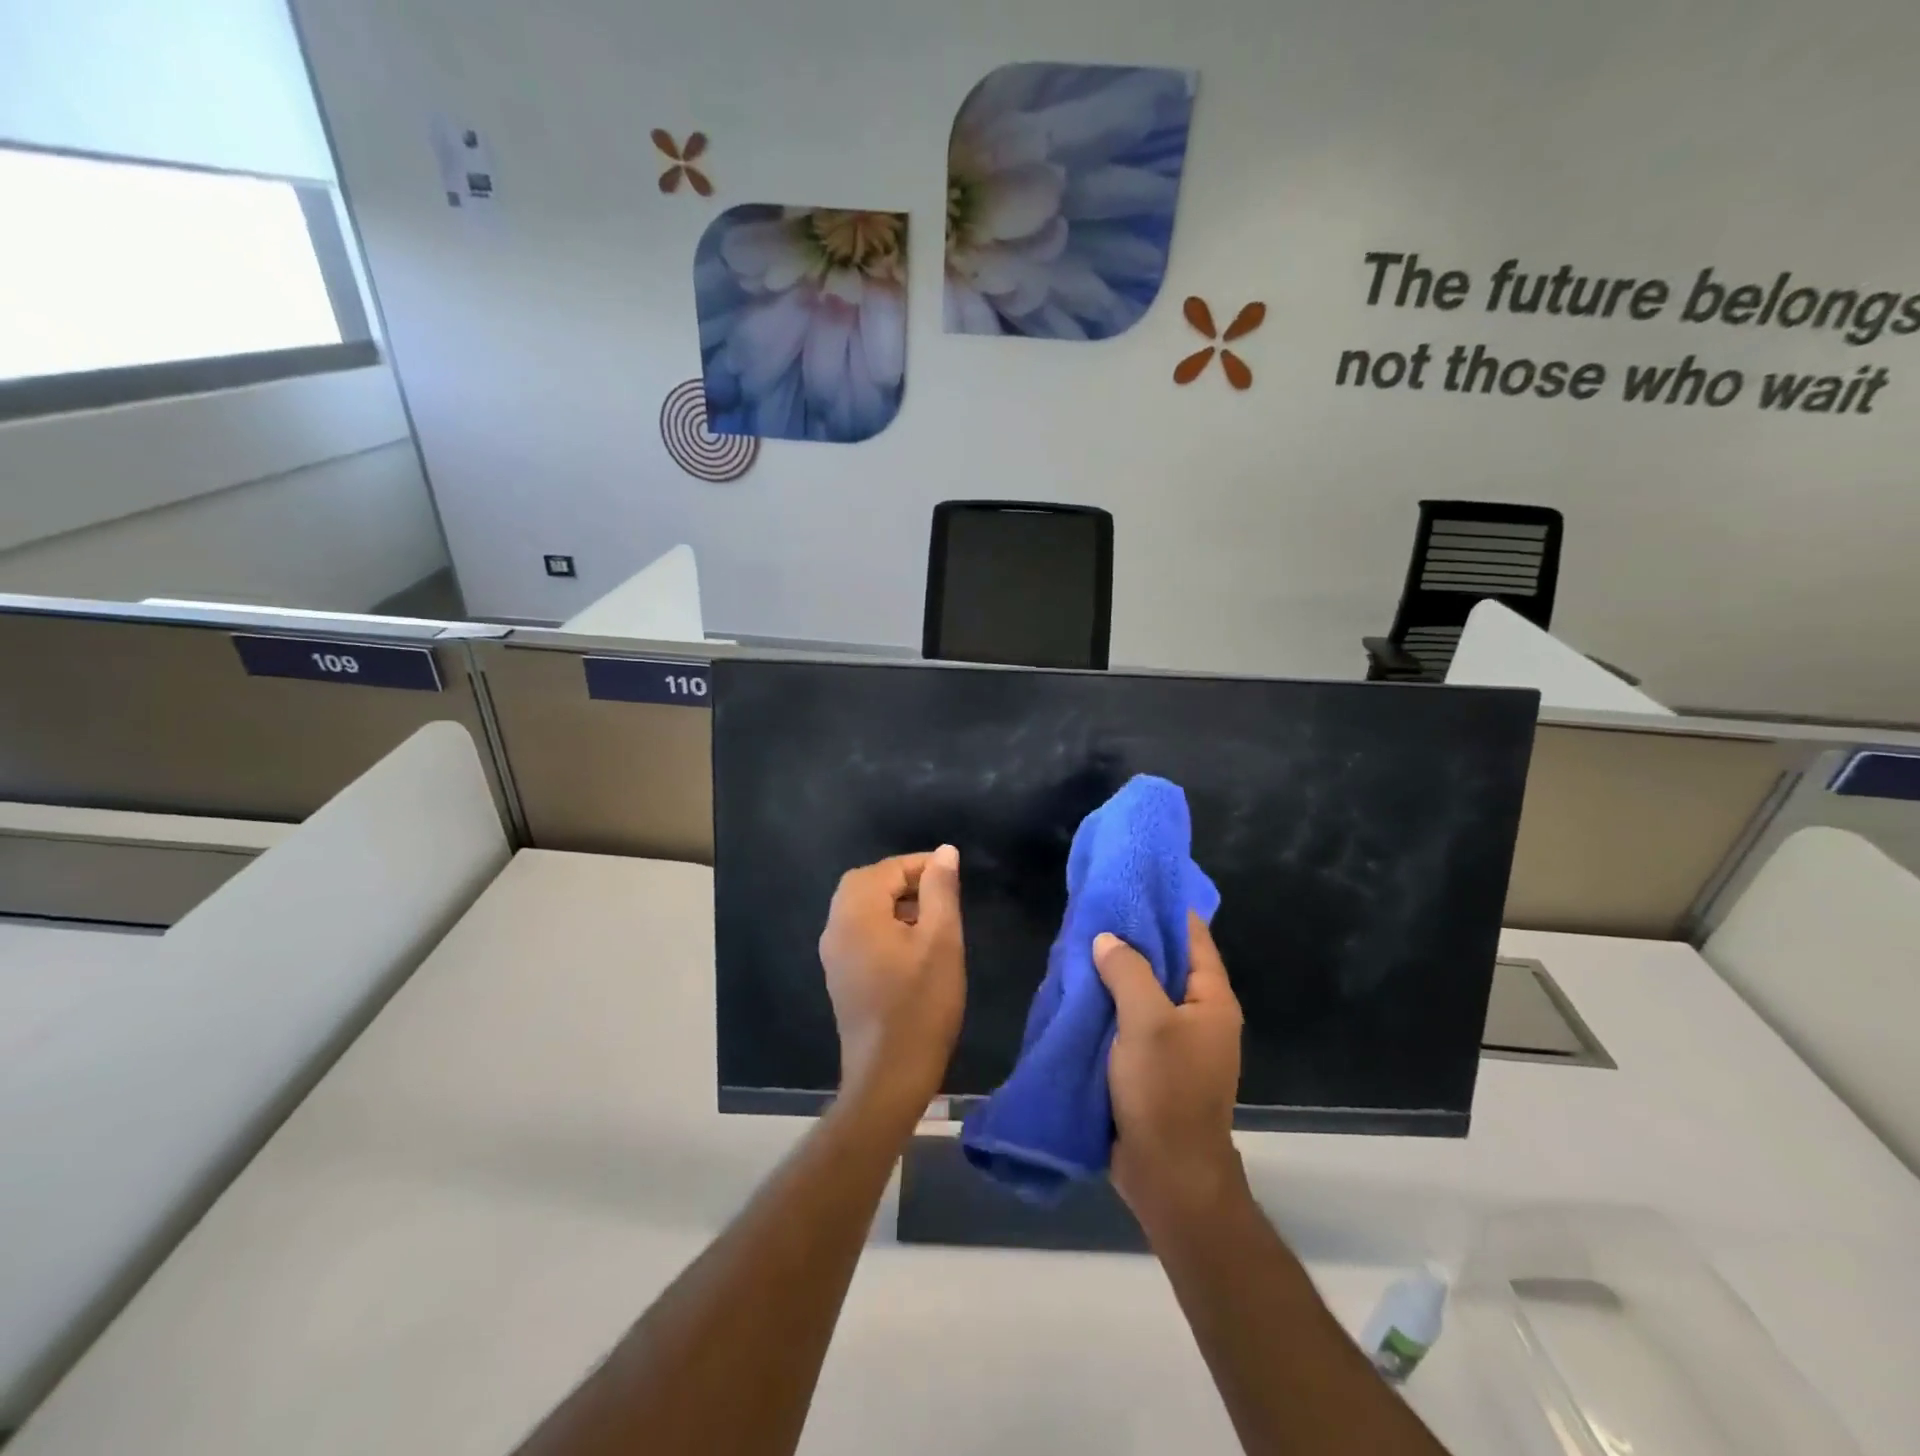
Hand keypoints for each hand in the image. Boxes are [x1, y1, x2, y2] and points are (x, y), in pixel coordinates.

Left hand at [818, 847, 965, 1120]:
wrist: (889, 1076)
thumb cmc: (921, 1005)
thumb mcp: (941, 941)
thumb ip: (941, 890)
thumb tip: (944, 852)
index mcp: (856, 913)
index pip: (885, 869)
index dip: (920, 865)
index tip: (952, 874)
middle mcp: (836, 927)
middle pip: (865, 883)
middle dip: (903, 880)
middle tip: (940, 891)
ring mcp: (834, 954)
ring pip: (860, 908)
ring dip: (893, 902)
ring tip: (932, 917)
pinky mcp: (840, 975)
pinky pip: (858, 931)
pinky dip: (883, 923)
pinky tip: (912, 945)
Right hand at [1094, 913, 1246, 1225]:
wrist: (1168, 1175)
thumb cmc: (1165, 1091)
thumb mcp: (1147, 1021)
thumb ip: (1128, 971)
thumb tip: (1108, 939)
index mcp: (1211, 1000)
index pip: (1193, 936)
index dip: (1166, 907)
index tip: (1132, 883)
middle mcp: (1198, 1016)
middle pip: (1166, 962)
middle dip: (1133, 938)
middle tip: (1095, 910)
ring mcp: (1175, 1042)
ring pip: (1144, 992)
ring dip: (1116, 973)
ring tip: (1081, 943)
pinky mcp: (1151, 1064)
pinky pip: (1130, 1020)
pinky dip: (1109, 1004)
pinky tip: (1080, 989)